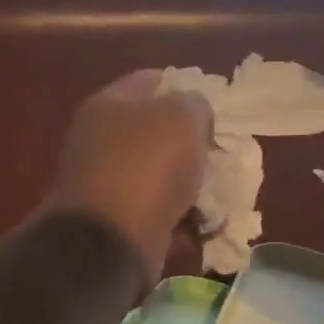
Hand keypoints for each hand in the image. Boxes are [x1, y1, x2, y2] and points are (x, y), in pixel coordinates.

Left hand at [45, 70, 212, 284]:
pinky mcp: (118, 224)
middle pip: (156, 132)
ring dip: (191, 184)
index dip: (185, 86)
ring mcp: (106, 185)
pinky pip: (160, 214)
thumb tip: (194, 117)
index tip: (216, 104)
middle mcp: (100, 141)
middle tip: (223, 150)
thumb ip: (195, 105)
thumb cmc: (146, 167)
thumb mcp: (183, 118)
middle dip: (192, 142)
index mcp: (108, 105)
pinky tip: (207, 224)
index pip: (151, 81)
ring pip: (161, 176)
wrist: (110, 243)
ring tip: (222, 190)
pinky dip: (183, 220)